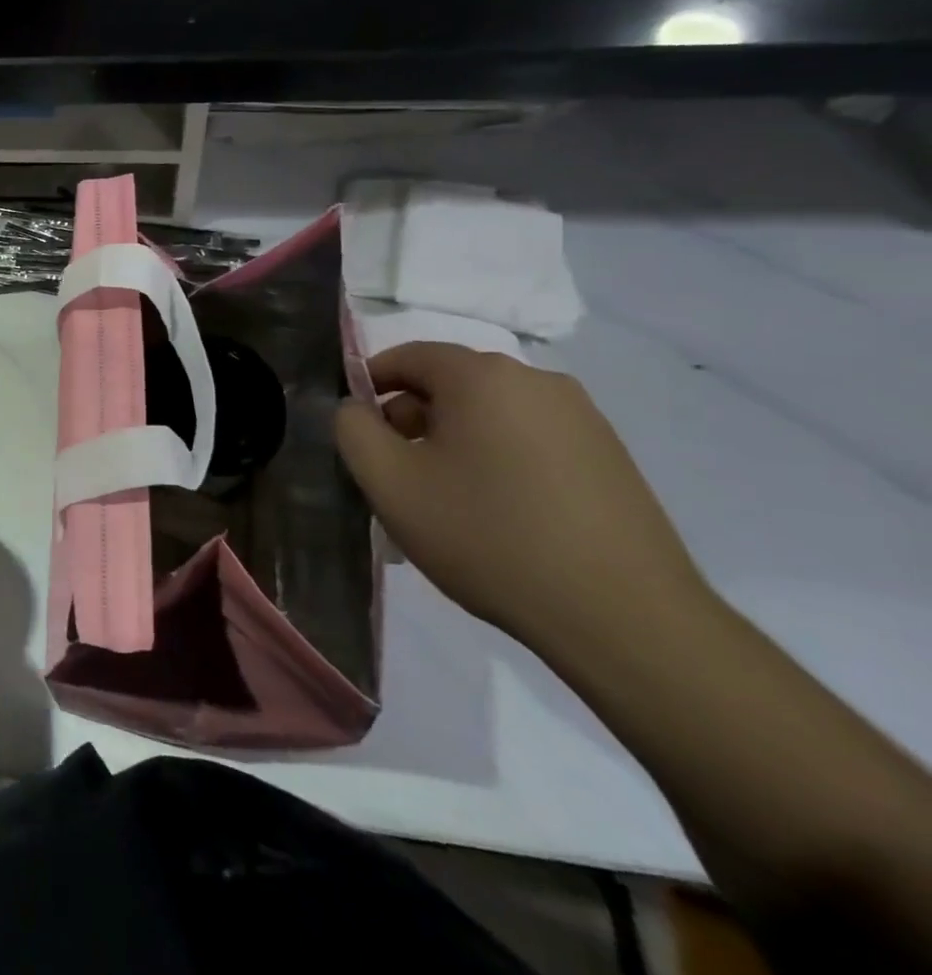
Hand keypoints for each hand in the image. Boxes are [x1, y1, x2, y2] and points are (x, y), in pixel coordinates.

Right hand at [334, 342, 710, 661]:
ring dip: (455, 442)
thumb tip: (357, 409)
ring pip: (490, 413)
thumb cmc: (488, 536)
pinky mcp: (610, 457)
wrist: (623, 618)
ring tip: (446, 501)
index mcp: (482, 375)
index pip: (407, 356)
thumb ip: (352, 429)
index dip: (370, 385)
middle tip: (398, 474)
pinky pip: (530, 440)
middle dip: (413, 419)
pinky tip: (499, 514)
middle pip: (450, 383)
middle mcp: (536, 380)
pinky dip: (499, 460)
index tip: (357, 431)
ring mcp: (583, 417)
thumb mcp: (389, 482)